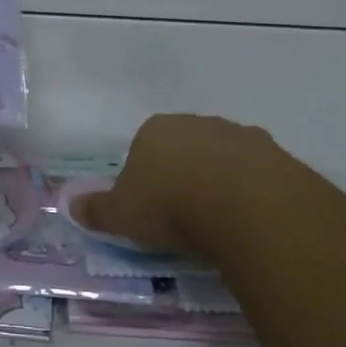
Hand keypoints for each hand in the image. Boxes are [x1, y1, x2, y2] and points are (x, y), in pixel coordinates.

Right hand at [70, 114, 294, 260]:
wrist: (244, 204)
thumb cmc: (170, 205)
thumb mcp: (122, 214)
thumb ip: (97, 211)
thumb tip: (71, 206)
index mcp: (155, 130)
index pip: (143, 148)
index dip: (144, 179)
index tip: (150, 210)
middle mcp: (195, 123)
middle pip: (184, 149)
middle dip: (183, 176)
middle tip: (184, 218)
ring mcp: (237, 134)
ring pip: (222, 158)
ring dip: (219, 182)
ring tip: (219, 223)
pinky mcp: (274, 153)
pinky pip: (256, 174)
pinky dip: (251, 192)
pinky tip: (249, 219)